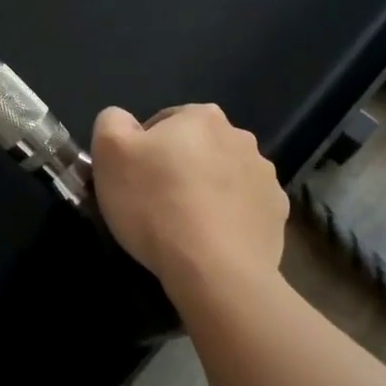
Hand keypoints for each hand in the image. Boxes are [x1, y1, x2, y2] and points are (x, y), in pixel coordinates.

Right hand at [90, 104, 288, 294]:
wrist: (214, 269)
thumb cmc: (155, 205)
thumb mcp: (109, 152)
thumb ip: (111, 122)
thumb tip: (123, 121)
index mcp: (200, 116)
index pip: (162, 123)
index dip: (141, 151)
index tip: (132, 180)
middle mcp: (240, 137)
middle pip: (196, 149)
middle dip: (177, 169)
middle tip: (153, 204)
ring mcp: (265, 176)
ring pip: (222, 178)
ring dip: (205, 192)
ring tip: (183, 227)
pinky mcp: (276, 213)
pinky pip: (244, 208)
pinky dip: (228, 218)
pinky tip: (210, 241)